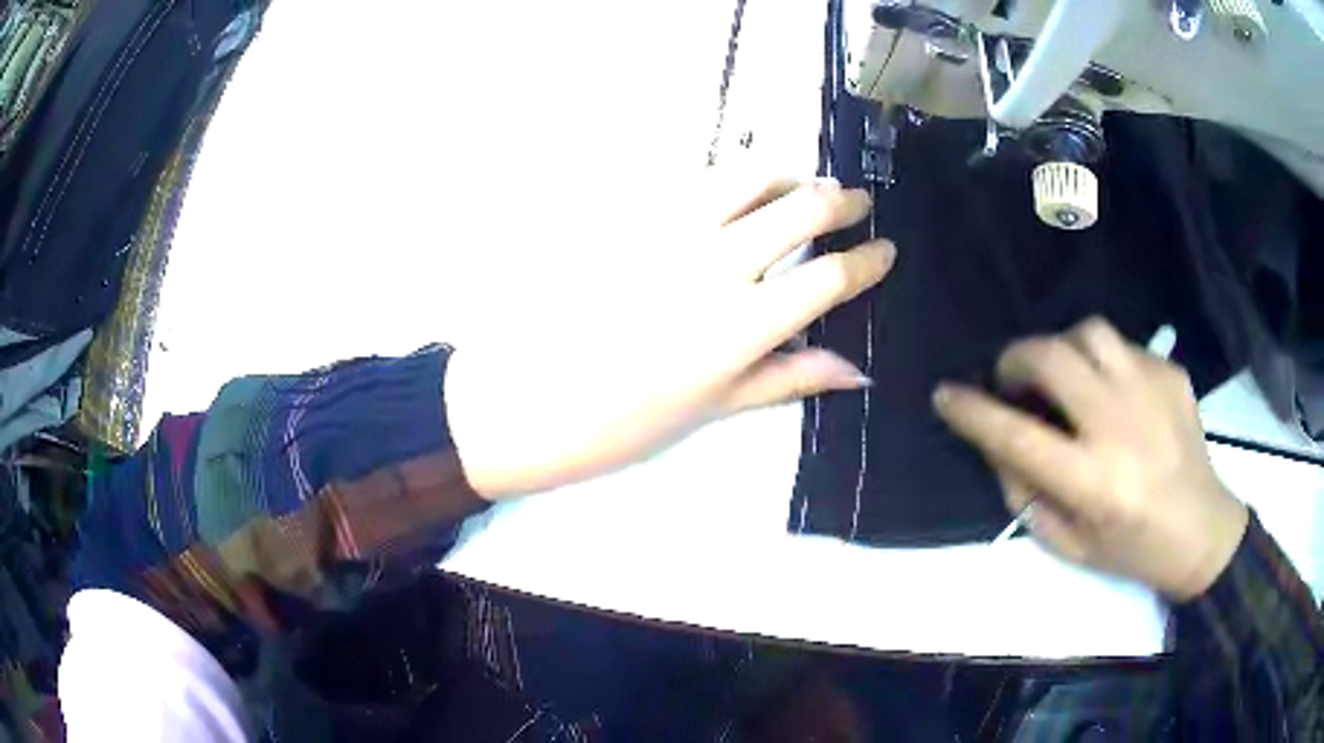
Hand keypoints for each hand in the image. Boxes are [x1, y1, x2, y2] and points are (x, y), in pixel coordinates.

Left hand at [446, 172, 894, 499]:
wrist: (525, 399)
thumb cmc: (622, 422)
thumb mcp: (714, 408)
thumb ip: (788, 379)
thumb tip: (858, 372)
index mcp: (742, 325)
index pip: (830, 276)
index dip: (868, 260)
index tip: (886, 250)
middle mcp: (714, 263)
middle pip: (800, 207)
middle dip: (840, 199)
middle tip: (856, 201)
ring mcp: (667, 229)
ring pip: (747, 173)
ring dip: (786, 173)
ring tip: (800, 184)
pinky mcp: (628, 214)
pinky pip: (691, 176)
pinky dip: (728, 175)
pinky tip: (736, 186)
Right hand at [933, 318, 1248, 600]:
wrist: (1202, 531)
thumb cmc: (1133, 550)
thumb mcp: (1071, 545)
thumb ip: (1028, 495)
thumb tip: (999, 444)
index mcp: (1093, 481)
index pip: (1017, 434)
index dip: (972, 411)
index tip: (946, 395)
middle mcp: (1120, 425)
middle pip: (1052, 358)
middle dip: (1016, 359)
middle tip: (1011, 378)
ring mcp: (1151, 390)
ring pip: (1089, 333)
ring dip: (1062, 347)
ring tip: (1062, 373)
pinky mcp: (1172, 373)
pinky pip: (1124, 347)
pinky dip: (1104, 362)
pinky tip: (1113, 391)